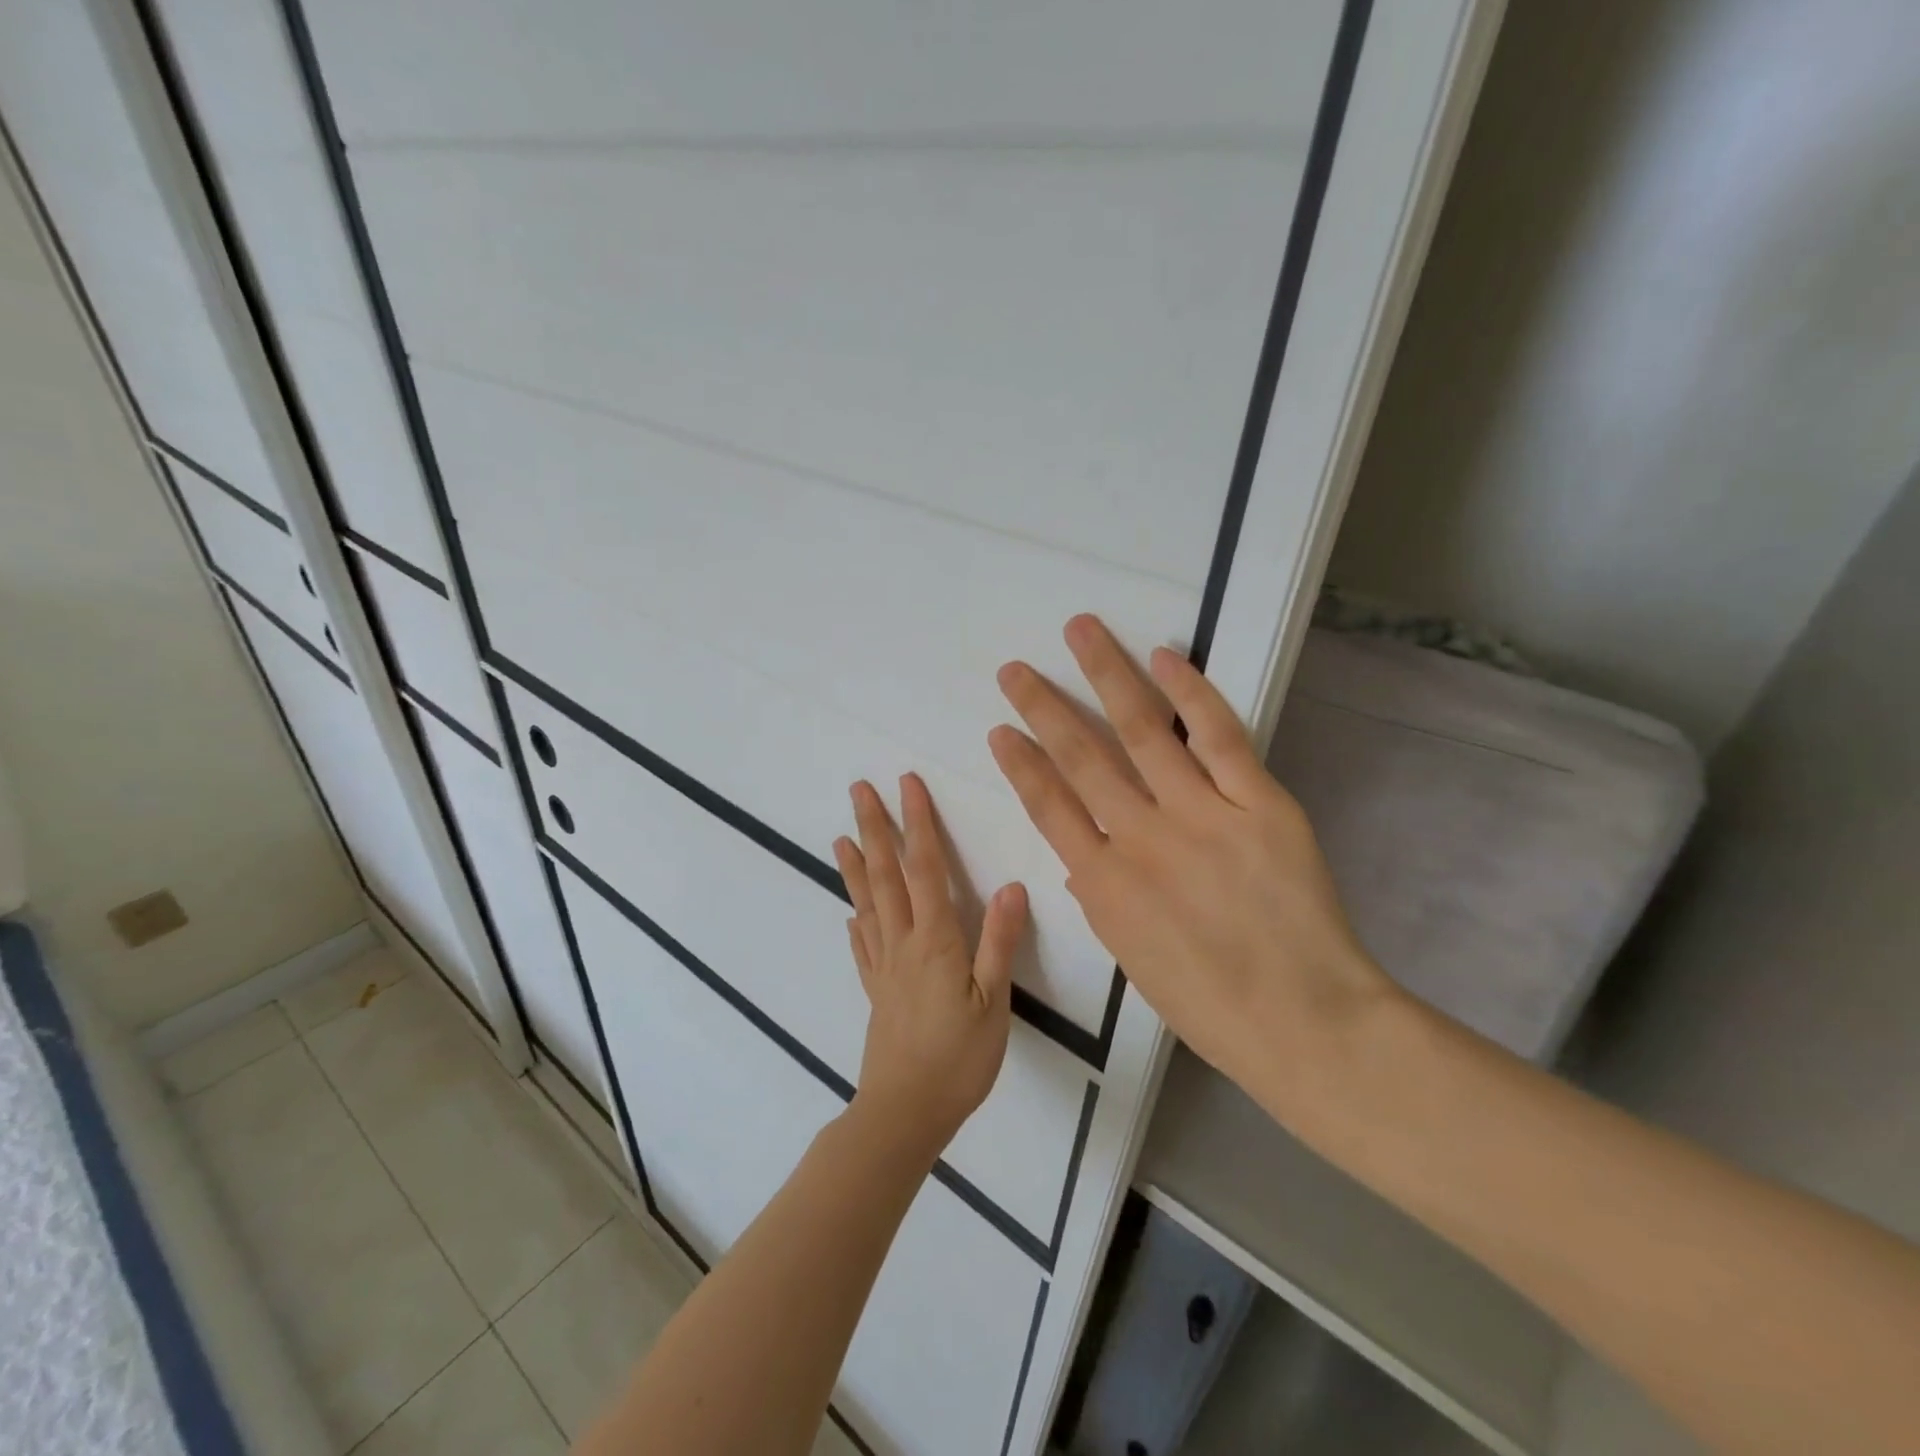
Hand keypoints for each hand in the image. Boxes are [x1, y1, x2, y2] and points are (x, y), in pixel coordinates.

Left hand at [833, 775, 1028, 1162]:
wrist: (905, 1113)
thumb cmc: (959, 1059)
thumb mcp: (994, 1002)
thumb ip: (999, 942)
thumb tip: (1011, 885)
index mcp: (934, 940)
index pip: (925, 868)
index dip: (918, 823)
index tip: (907, 784)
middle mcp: (902, 943)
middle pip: (886, 875)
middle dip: (875, 828)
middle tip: (859, 790)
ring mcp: (883, 967)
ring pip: (868, 904)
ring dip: (856, 867)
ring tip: (840, 837)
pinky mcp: (876, 991)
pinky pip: (863, 947)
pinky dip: (856, 922)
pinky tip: (851, 914)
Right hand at [989, 614, 1397, 1103]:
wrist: (1305, 1023)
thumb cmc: (1210, 1004)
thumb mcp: (1131, 957)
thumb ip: (1100, 897)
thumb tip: (1079, 855)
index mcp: (1103, 885)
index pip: (1048, 807)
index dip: (1021, 764)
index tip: (1000, 729)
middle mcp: (1141, 839)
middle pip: (1082, 757)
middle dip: (1044, 707)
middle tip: (1015, 670)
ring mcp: (1201, 816)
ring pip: (1141, 730)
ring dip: (1105, 675)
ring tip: (1081, 631)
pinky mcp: (1259, 804)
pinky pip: (1218, 736)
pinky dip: (1189, 693)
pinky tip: (1163, 657)